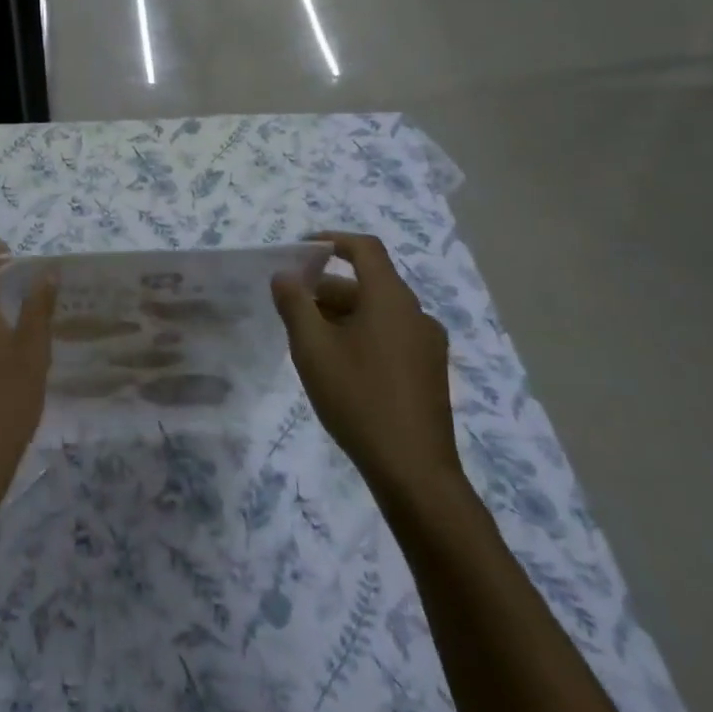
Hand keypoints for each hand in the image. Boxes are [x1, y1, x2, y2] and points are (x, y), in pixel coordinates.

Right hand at [271, 233, 459, 503]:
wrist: (413, 471)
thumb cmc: (358, 398)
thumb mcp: (312, 347)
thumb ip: (294, 303)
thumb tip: (284, 275)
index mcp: (391, 299)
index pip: (365, 249)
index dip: (332, 240)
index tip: (300, 249)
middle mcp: (416, 314)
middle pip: (368, 282)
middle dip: (326, 286)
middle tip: (291, 303)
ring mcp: (427, 345)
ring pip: (378, 312)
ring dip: (341, 313)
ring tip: (307, 336)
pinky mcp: (428, 372)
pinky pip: (390, 335)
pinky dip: (360, 333)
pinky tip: (337, 363)